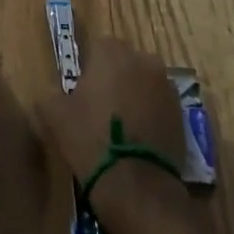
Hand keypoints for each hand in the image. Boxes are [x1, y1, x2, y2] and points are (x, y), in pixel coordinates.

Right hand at [35, 35, 187, 229]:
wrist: (137, 186)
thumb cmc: (90, 140)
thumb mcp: (54, 115)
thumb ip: (51, 93)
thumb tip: (53, 91)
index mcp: (110, 51)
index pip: (96, 47)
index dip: (87, 69)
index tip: (81, 92)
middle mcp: (143, 59)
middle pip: (123, 61)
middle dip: (113, 77)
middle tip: (99, 108)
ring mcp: (166, 85)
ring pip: (144, 81)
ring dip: (134, 94)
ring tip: (122, 125)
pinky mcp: (182, 111)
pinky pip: (159, 103)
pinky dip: (151, 113)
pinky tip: (139, 137)